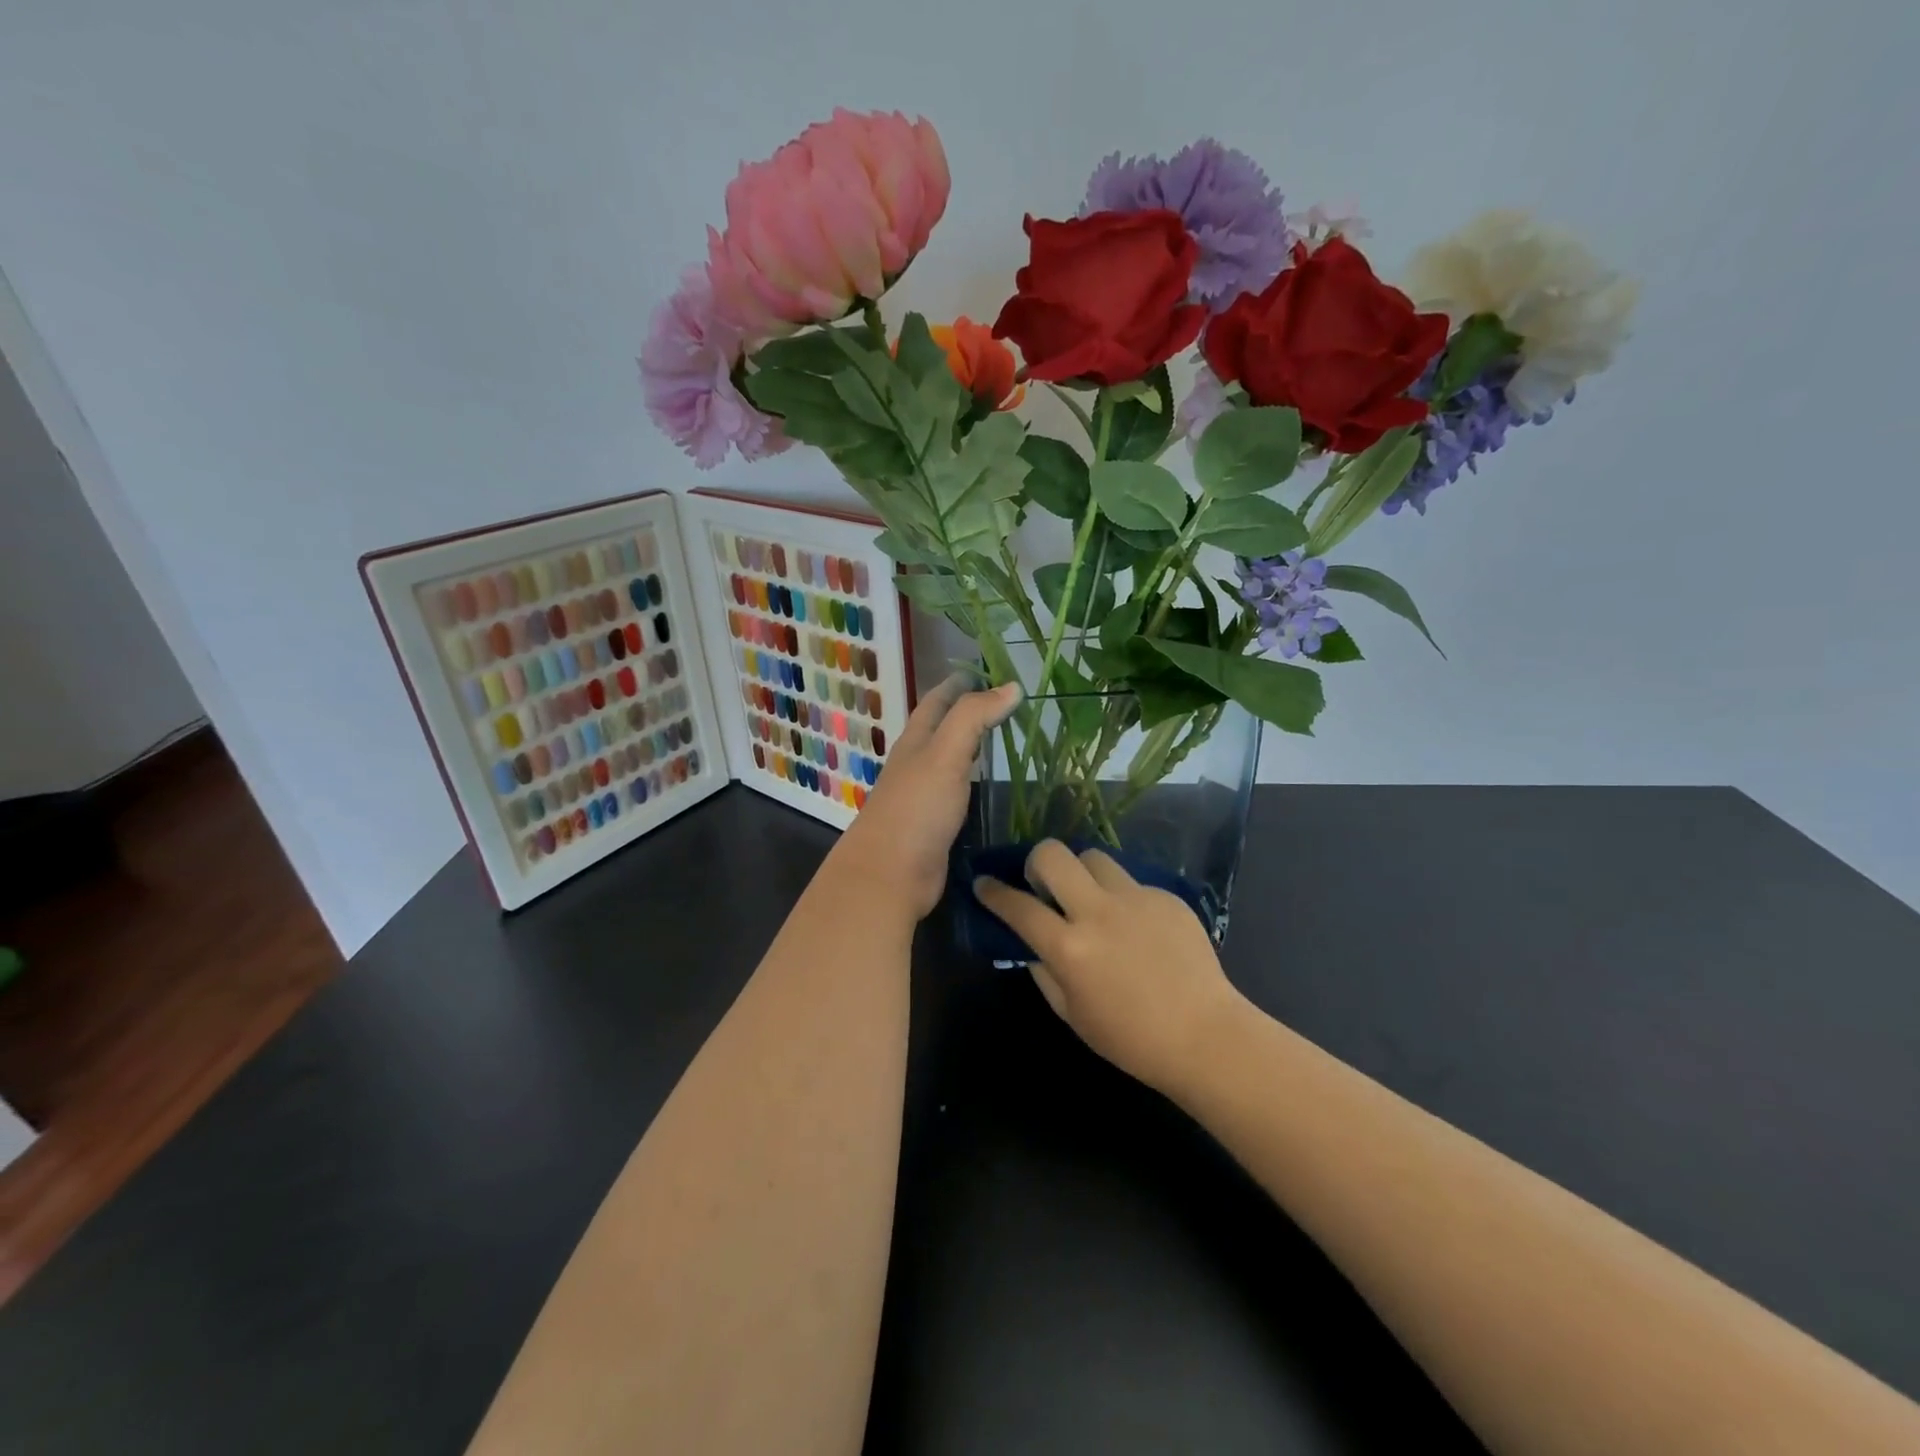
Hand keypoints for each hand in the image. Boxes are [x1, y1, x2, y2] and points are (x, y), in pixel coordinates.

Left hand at [834, 674, 1022, 919]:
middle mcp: (916, 763)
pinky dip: (973, 781)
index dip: (959, 683)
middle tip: (1005, 703)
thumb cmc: (917, 808)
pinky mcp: (933, 825)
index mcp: (915, 741)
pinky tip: (989, 786)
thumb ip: (974, 717)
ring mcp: (923, 796)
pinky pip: (956, 792)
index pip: (937, 701)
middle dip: (967, 711)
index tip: (987, 670)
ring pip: (949, 760)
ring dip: (970, 746)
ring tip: (1002, 738)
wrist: (890, 874)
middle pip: (940, 728)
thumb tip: (1011, 686)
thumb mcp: (945, 754)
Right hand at [972, 841, 1246, 1095]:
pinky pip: (1131, 881)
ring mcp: (1135, 899)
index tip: (983, 883)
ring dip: (1082, 873)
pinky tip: (1135, 927)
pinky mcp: (1165, 896)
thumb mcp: (1072, 1014)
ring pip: (1093, 856)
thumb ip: (1044, 971)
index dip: (993, 892)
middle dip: (1036, 862)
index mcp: (1069, 948)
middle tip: (1044, 886)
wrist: (1204, 1035)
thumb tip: (1032, 943)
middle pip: (1052, 854)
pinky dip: (1121, 897)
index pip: (1018, 906)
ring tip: (1091, 899)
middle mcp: (1098, 912)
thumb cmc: (1130, 1038)